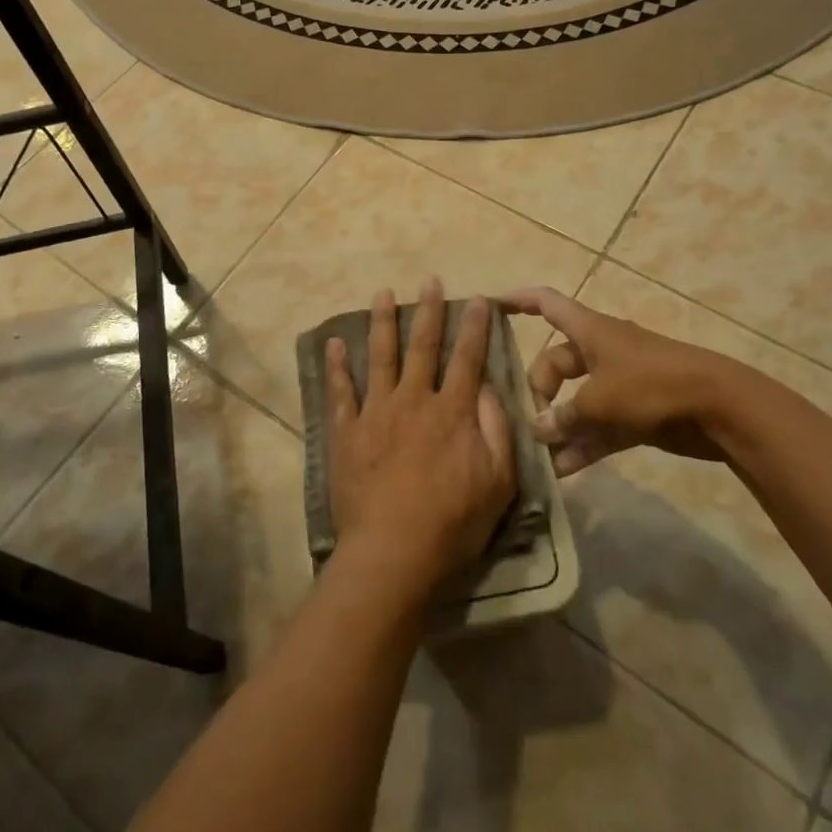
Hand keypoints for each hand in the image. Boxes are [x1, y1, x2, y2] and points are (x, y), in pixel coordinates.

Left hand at [325, 278, 516, 599]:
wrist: (393, 551)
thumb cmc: (453, 522)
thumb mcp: (498, 482)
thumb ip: (497, 430)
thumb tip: (491, 389)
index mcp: (452, 412)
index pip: (468, 359)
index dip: (475, 327)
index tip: (477, 300)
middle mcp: (414, 400)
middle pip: (423, 346)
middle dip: (429, 311)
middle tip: (429, 280)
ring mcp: (376, 412)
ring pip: (380, 357)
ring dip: (381, 323)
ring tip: (382, 293)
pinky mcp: (347, 432)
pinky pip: (340, 392)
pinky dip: (336, 366)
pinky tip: (333, 343)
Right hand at [499, 287, 760, 473]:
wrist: (720, 408)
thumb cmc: (653, 386)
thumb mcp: (600, 400)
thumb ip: (566, 416)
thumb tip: (540, 429)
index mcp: (590, 330)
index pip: (546, 303)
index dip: (517, 300)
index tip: (488, 306)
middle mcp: (601, 351)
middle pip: (556, 362)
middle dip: (539, 389)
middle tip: (531, 420)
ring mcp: (620, 383)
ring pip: (577, 400)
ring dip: (559, 425)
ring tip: (537, 453)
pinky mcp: (636, 413)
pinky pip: (599, 427)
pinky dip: (582, 444)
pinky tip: (562, 470)